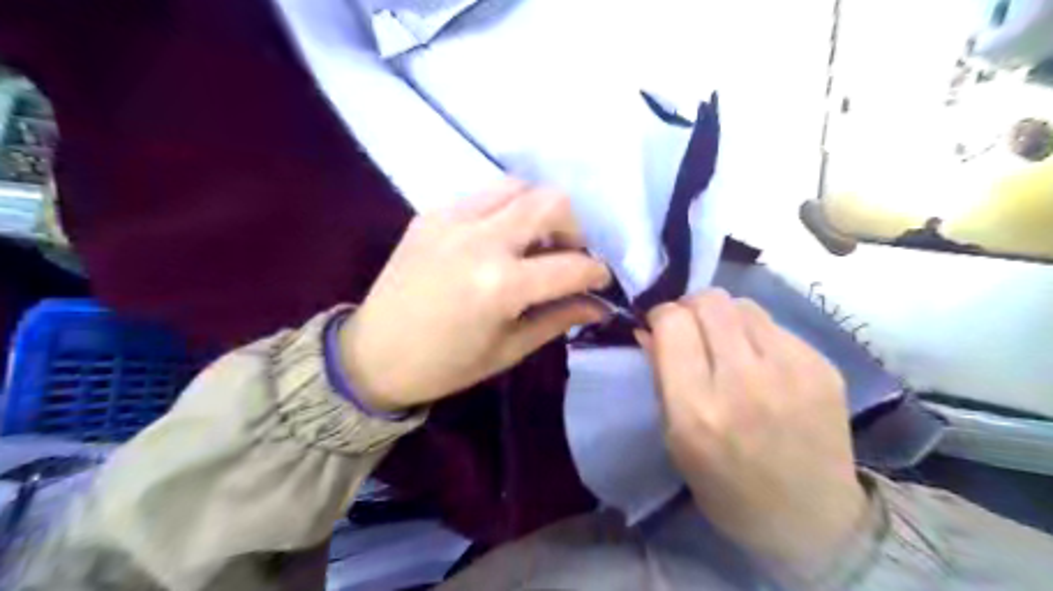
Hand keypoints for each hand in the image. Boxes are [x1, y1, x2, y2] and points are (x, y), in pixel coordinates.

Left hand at [342, 177, 613, 409]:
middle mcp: (480, 240)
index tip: (600, 280)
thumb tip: (598, 304)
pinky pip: (483, 196)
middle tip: (567, 256)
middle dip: (573, 229)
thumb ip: (558, 318)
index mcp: (500, 285)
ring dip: (538, 211)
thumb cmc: (445, 365)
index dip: (596, 273)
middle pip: (550, 202)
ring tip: (533, 243)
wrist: (373, 354)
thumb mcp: (509, 349)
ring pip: (517, 186)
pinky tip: (497, 239)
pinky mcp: (431, 213)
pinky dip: (504, 210)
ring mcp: (451, 219)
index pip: (570, 265)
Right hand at [647, 290, 867, 576]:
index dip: (661, 316)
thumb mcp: (674, 440)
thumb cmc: (726, 487)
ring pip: (743, 304)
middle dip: (690, 307)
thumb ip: (660, 377)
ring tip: (728, 344)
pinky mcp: (823, 367)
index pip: (673, 322)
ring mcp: (791, 371)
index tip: (661, 328)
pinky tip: (762, 364)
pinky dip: (758, 335)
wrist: (811, 521)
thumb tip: (647, 329)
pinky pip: (776, 325)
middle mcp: (744, 382)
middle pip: (709, 301)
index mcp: (697, 408)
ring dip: (725, 317)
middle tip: (692, 329)